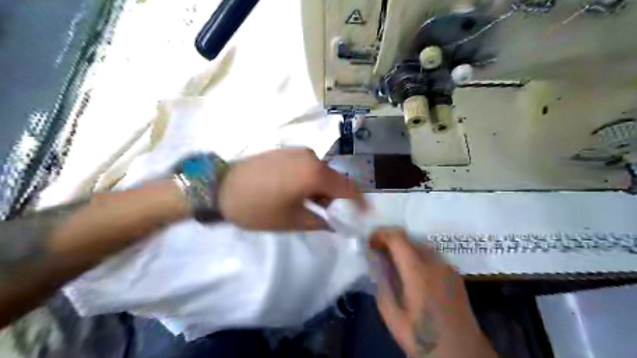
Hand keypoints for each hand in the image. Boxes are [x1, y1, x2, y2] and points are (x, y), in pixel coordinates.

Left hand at [217, 148, 362, 229]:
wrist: (218, 187)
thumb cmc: (257, 207)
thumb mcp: (292, 221)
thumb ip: (319, 222)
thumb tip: (334, 223)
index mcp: (315, 173)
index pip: (347, 187)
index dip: (358, 202)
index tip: (363, 214)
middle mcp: (310, 157)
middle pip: (334, 178)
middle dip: (335, 197)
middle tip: (328, 215)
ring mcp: (296, 151)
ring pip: (320, 172)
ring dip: (320, 189)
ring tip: (307, 205)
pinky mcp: (284, 151)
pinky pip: (306, 166)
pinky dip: (309, 180)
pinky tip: (295, 192)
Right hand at [372, 230, 493, 357]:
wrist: (463, 353)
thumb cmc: (424, 337)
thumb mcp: (393, 318)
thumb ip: (382, 287)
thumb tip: (376, 265)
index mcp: (418, 272)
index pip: (397, 238)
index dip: (381, 234)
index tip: (368, 242)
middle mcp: (435, 262)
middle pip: (409, 237)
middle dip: (390, 239)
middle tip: (377, 250)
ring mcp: (447, 266)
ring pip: (420, 243)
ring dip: (403, 245)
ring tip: (392, 259)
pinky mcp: (454, 273)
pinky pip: (431, 254)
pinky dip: (416, 253)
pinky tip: (411, 269)